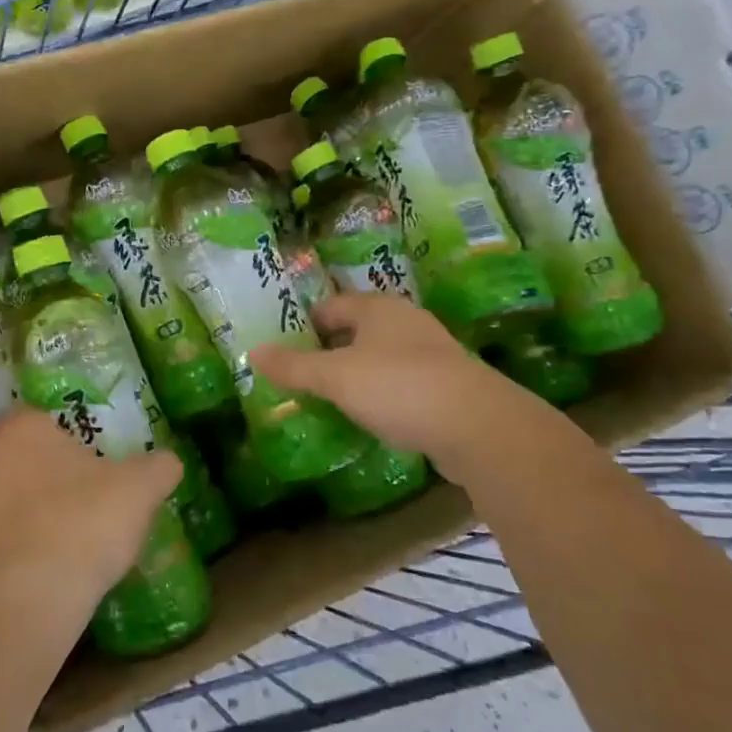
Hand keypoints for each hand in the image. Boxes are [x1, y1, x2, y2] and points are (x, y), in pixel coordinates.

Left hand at [0, 408, 182, 646]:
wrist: (26, 604)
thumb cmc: (81, 524)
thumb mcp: (139, 489)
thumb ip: (158, 467)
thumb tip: (169, 462)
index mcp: (22, 424)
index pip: (49, 416)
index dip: (77, 435)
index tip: (101, 458)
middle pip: (29, 452)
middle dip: (56, 468)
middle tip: (93, 490)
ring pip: (15, 489)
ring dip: (40, 503)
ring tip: (78, 528)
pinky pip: (6, 527)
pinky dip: (27, 536)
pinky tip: (56, 557)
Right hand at [250, 292, 576, 477]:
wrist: (479, 426)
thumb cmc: (398, 387)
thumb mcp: (335, 377)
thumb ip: (293, 367)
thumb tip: (252, 352)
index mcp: (377, 308)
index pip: (330, 305)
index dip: (304, 325)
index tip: (285, 349)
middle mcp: (406, 321)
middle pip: (357, 329)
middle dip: (330, 349)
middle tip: (303, 375)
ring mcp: (432, 352)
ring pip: (381, 355)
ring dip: (358, 373)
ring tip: (333, 398)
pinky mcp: (449, 384)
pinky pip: (403, 381)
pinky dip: (384, 393)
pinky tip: (374, 416)